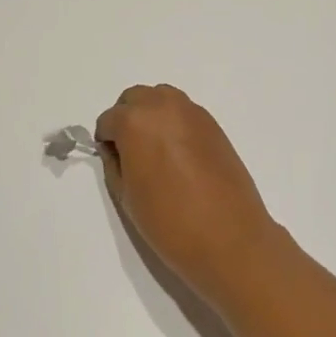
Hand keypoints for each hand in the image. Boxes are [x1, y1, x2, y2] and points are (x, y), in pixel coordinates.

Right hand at [94, 85, 286, 305]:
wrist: (229, 237)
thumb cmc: (170, 222)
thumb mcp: (127, 196)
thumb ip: (115, 164)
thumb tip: (117, 150)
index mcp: (136, 122)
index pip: (109, 120)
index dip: (107, 141)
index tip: (114, 161)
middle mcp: (164, 106)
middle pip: (136, 99)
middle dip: (127, 119)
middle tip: (131, 153)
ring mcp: (193, 112)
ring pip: (162, 99)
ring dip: (152, 115)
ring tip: (156, 151)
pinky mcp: (214, 124)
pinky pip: (185, 112)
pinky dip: (175, 123)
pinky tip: (180, 155)